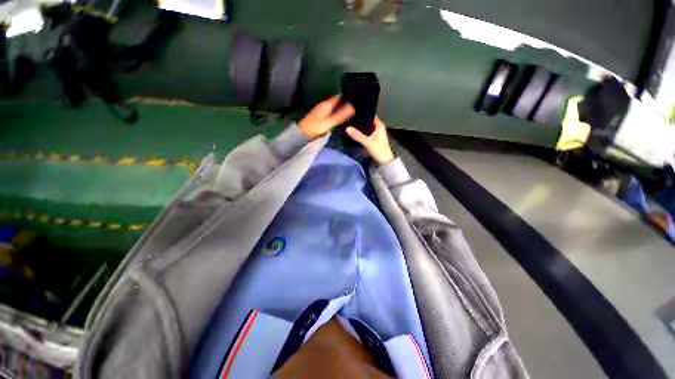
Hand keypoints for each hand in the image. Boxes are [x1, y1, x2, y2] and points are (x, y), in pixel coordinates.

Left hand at [299, 96, 354, 138]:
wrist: (303, 134)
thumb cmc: (316, 127)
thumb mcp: (330, 122)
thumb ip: (341, 115)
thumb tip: (353, 107)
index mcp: (326, 104)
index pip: (339, 96)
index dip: (348, 96)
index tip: (357, 98)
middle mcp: (324, 105)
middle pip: (337, 101)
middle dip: (345, 102)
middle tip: (356, 106)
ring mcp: (322, 111)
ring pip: (334, 107)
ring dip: (341, 108)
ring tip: (352, 111)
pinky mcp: (320, 117)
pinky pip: (331, 113)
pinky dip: (337, 113)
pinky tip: (341, 118)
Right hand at [346, 117, 395, 164]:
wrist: (384, 161)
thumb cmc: (378, 149)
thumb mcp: (367, 142)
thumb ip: (357, 135)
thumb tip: (347, 128)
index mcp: (379, 125)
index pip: (370, 115)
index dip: (363, 114)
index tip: (353, 113)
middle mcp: (379, 127)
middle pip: (368, 121)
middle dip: (360, 121)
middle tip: (350, 119)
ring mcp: (377, 133)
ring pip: (367, 127)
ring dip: (361, 127)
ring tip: (351, 125)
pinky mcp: (375, 138)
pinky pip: (367, 132)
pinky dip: (363, 132)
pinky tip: (356, 133)